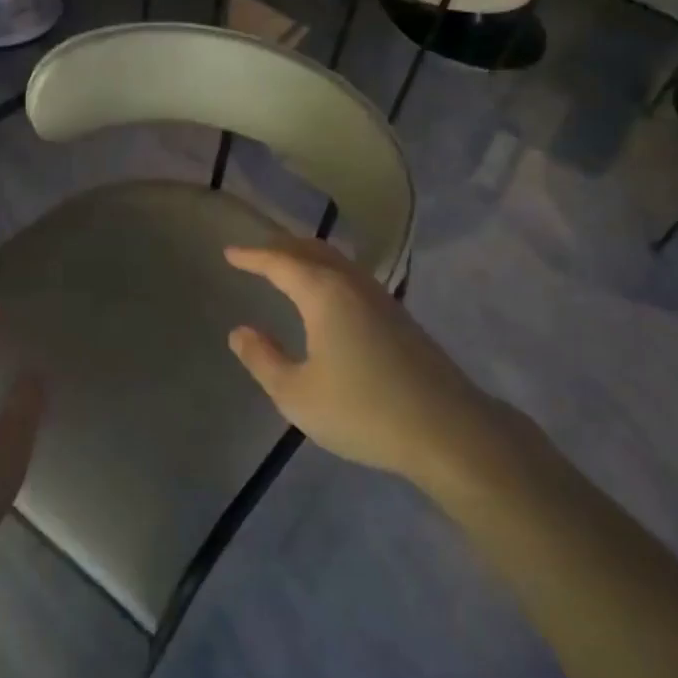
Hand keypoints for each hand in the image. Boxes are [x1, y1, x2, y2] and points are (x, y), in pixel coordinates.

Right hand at [225, 238, 496, 486]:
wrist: (447, 429)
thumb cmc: (362, 410)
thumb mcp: (296, 394)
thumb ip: (262, 359)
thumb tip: (240, 331)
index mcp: (324, 294)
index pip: (280, 262)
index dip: (252, 256)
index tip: (229, 253)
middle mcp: (353, 284)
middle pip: (312, 251)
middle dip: (280, 247)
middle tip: (254, 253)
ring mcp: (381, 298)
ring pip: (337, 262)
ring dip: (307, 257)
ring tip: (286, 267)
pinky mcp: (399, 317)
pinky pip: (352, 278)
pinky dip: (328, 273)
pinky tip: (327, 295)